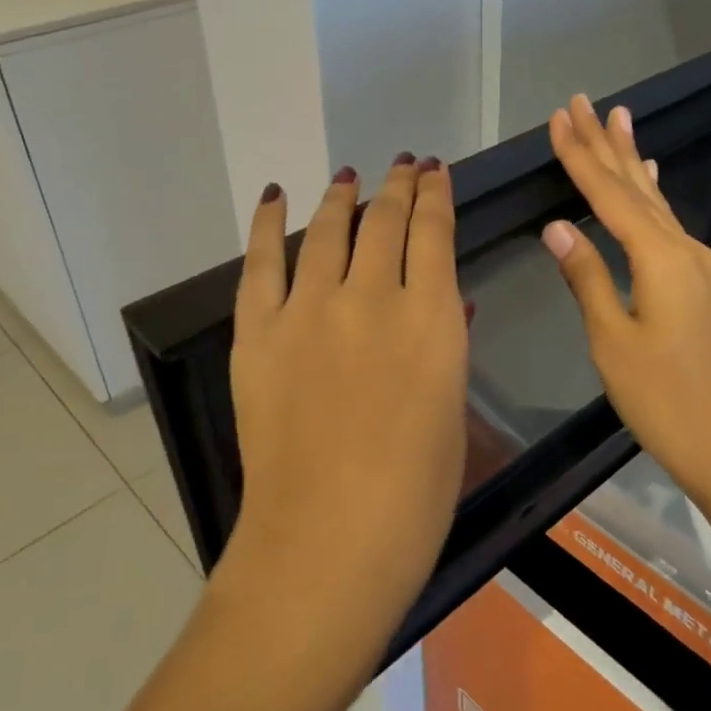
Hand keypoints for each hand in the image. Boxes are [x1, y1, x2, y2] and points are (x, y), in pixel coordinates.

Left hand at [222, 155, 468, 621]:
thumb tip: (448, 300)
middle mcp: (373, 297)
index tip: (435, 173)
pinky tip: (277, 195)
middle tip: (405, 166)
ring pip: (329, 230)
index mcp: (431, 319)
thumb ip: (448, 343)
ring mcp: (309, 310)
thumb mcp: (451, 410)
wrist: (328, 544)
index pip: (434, 232)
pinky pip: (262, 261)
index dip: (435, 196)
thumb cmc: (415, 494)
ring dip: (343, 196)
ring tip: (350, 175)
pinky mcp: (259, 332)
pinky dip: (269, 223)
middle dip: (399, 186)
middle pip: (385, 220)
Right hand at [541, 96, 710, 507]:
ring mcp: (701, 266)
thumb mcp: (612, 340)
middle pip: (637, 187)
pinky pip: (670, 225)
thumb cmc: (662, 398)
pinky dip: (653, 196)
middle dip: (606, 144)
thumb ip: (587, 277)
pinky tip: (653, 180)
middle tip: (583, 102)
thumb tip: (556, 226)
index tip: (559, 119)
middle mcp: (686, 250)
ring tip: (618, 119)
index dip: (581, 157)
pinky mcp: (704, 284)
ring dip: (632, 161)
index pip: (610, 196)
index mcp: (661, 259)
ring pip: (657, 202)